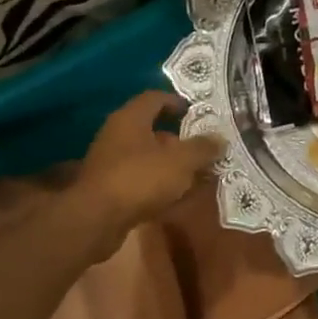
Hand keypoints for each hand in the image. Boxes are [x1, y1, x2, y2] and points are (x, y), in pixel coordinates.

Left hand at [72, 92, 222, 252]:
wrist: (97, 220)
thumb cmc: (140, 179)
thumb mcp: (181, 161)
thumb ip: (202, 148)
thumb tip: (220, 139)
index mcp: (131, 119)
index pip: (155, 98)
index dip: (177, 102)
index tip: (197, 113)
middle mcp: (117, 135)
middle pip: (152, 129)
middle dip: (179, 139)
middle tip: (203, 149)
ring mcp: (110, 163)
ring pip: (147, 157)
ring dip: (171, 164)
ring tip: (197, 175)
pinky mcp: (109, 188)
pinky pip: (141, 179)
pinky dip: (159, 185)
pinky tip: (178, 197)